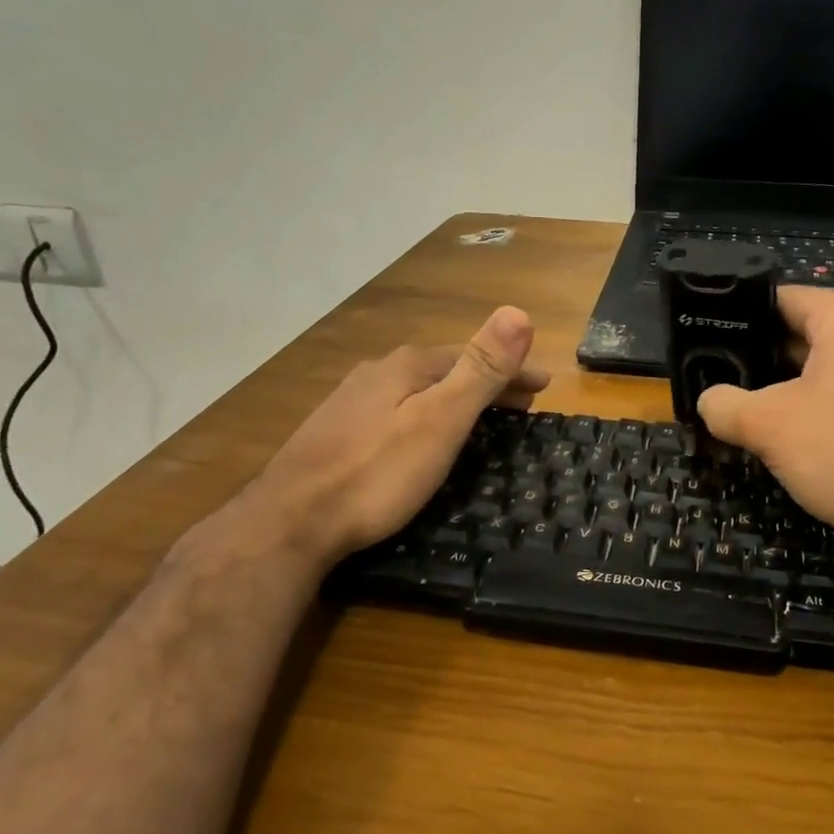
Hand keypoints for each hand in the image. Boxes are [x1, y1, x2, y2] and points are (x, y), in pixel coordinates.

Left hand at [242, 307, 547, 560]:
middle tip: (522, 406)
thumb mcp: (440, 420)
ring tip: (480, 419)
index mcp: (408, 365)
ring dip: (455, 398)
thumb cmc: (377, 473)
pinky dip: (426, 415)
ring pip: (419, 390)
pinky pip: (396, 410)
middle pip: (446, 371)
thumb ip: (480, 368)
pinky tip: (421, 434)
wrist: (289, 522)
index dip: (514, 370)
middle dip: (487, 384)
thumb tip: (518, 311)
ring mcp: (351, 401)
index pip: (475, 357)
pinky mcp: (335, 431)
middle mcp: (378, 372)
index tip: (544, 387)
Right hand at [696, 288, 833, 566]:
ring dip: (796, 385)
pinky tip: (805, 435)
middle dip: (767, 357)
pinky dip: (830, 404)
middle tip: (726, 380)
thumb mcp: (767, 426)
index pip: (783, 299)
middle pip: (810, 331)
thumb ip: (724, 404)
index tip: (710, 341)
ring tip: (757, 409)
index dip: (741, 318)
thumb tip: (708, 401)